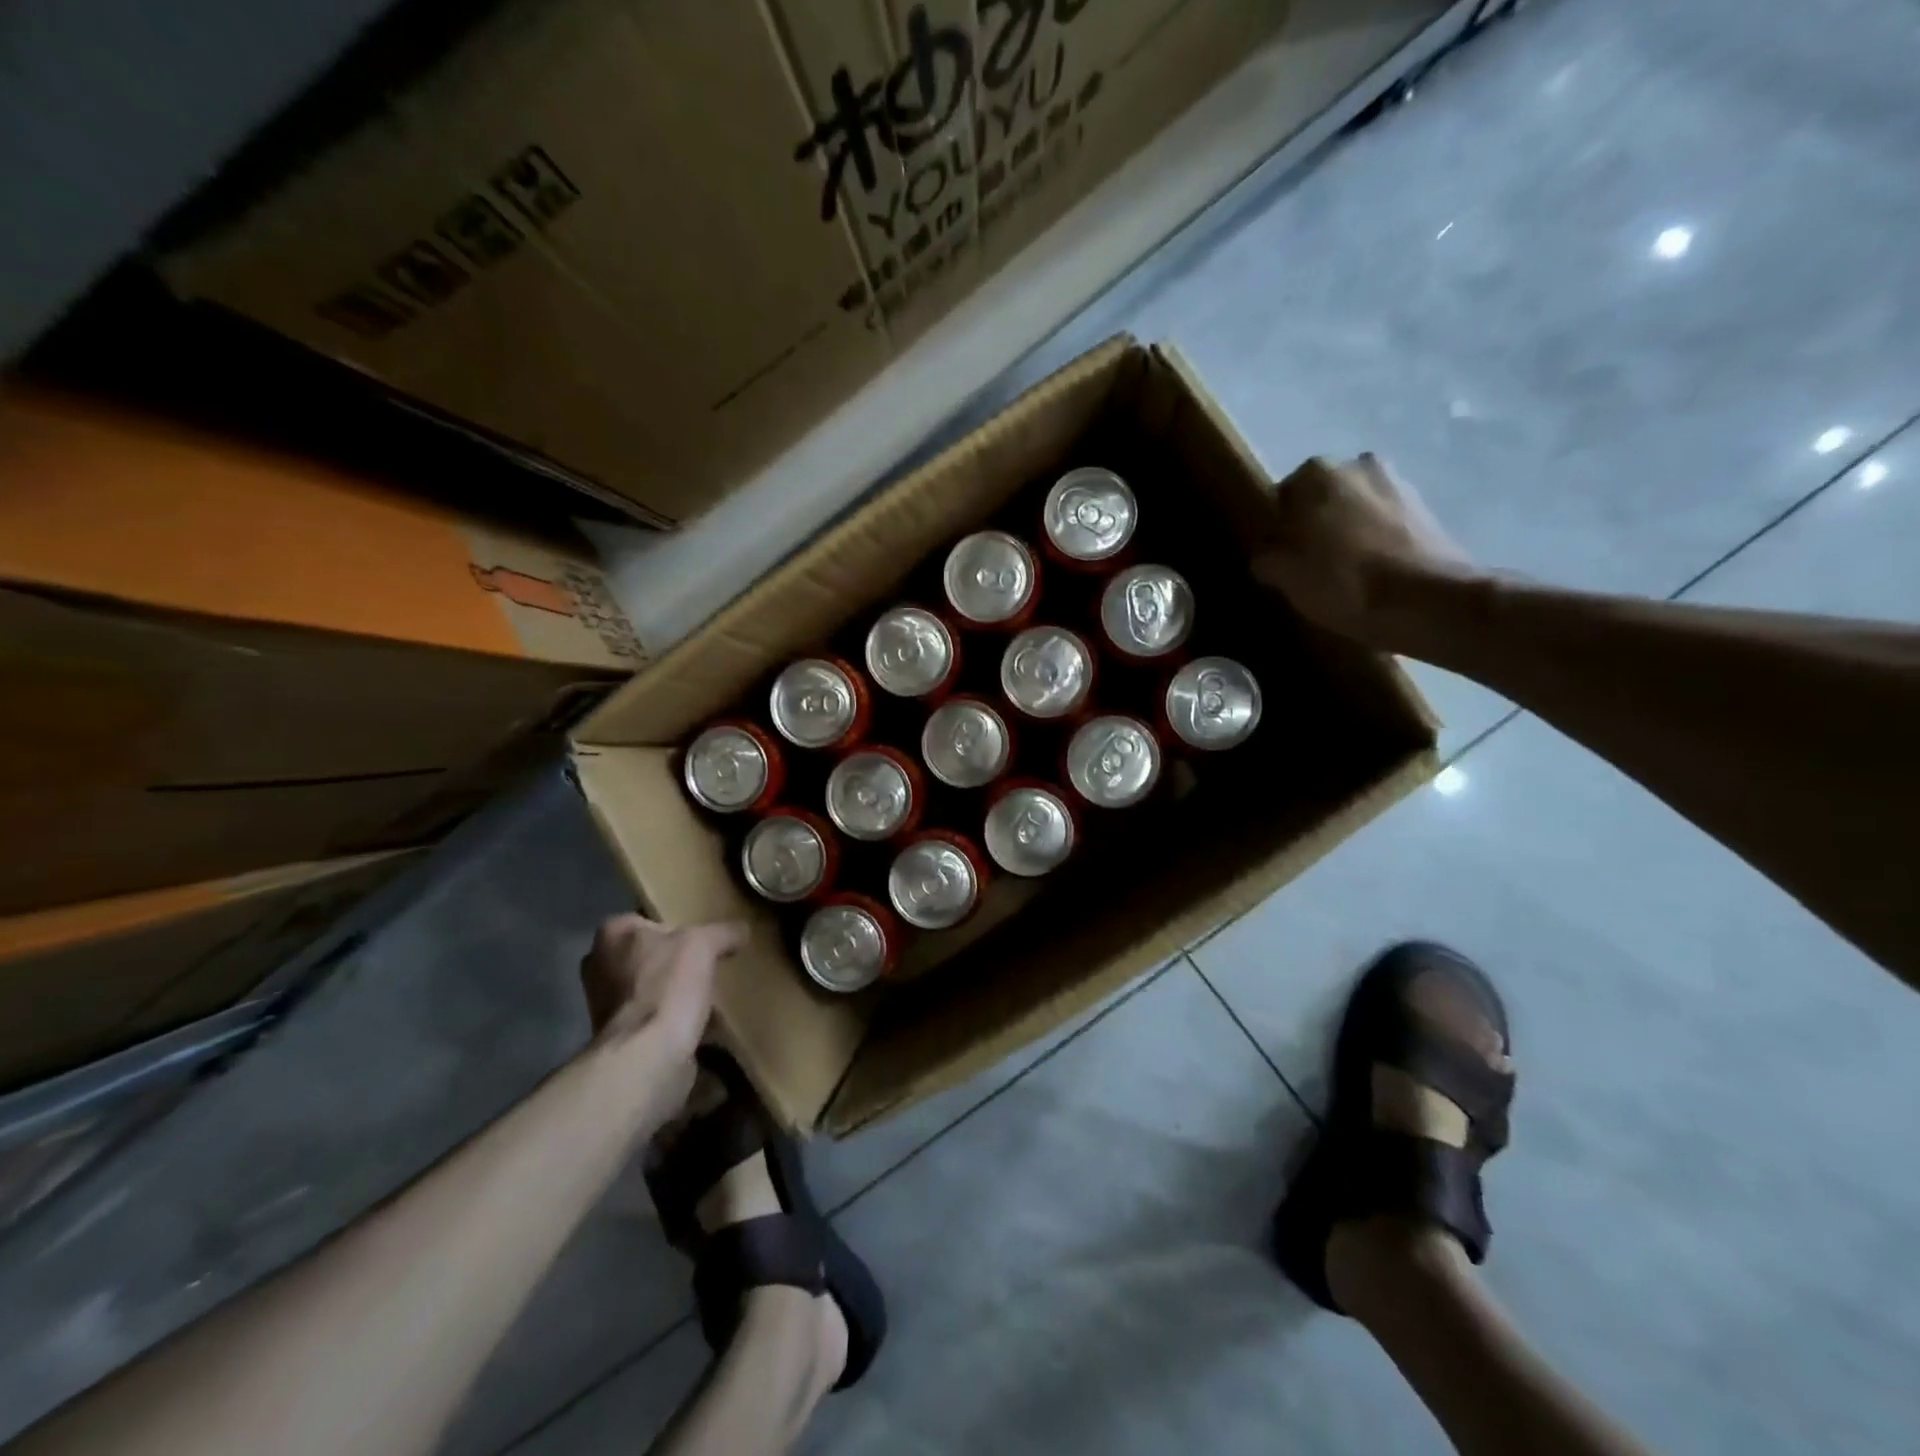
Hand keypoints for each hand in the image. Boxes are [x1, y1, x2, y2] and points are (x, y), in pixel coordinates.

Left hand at [580, 914, 743, 1057]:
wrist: (646, 1056)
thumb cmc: (666, 986)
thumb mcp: (704, 944)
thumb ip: (723, 932)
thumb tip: (741, 930)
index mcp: (612, 934)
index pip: (648, 919)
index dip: (677, 926)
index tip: (702, 937)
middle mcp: (600, 966)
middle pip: (649, 955)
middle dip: (675, 962)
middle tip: (708, 964)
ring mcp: (605, 1005)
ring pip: (651, 988)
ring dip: (675, 993)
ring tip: (709, 995)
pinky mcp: (620, 1037)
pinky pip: (655, 1019)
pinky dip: (676, 1021)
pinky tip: (702, 1024)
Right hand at [1253, 455, 1477, 644]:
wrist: (1424, 599)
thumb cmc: (1340, 581)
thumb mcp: (1282, 574)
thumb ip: (1266, 554)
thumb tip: (1269, 551)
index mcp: (1314, 473)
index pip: (1283, 498)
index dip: (1280, 530)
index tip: (1282, 558)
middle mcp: (1355, 465)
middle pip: (1323, 499)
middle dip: (1317, 524)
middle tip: (1312, 563)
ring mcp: (1397, 482)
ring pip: (1356, 508)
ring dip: (1349, 530)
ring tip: (1346, 570)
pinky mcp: (1427, 508)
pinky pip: (1386, 522)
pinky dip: (1378, 539)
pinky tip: (1374, 571)